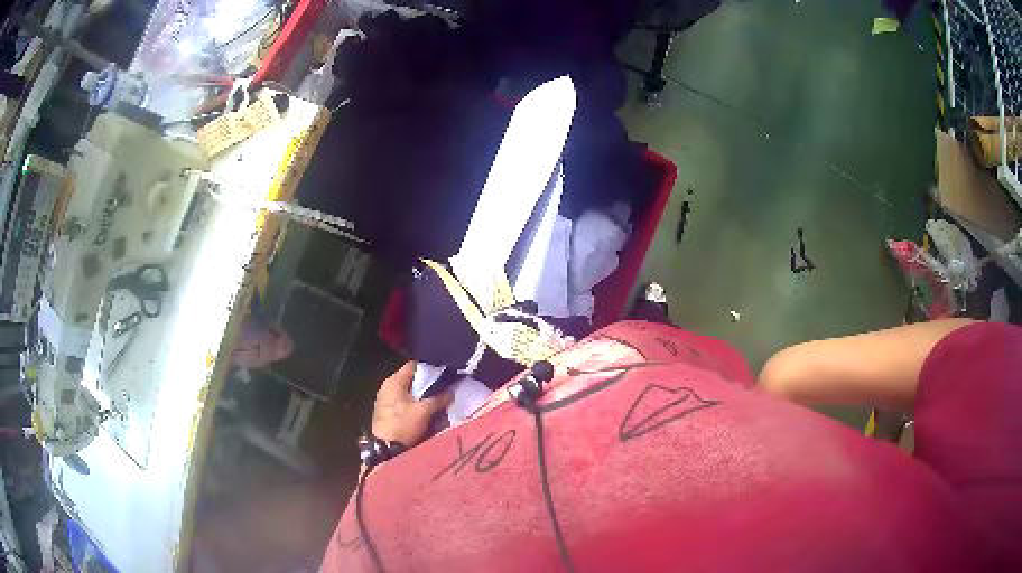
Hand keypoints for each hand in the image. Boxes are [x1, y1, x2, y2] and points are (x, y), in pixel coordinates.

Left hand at [371, 362, 453, 446]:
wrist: (385, 449)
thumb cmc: (403, 425)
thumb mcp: (423, 411)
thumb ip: (438, 399)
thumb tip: (451, 392)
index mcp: (394, 381)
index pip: (413, 365)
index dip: (429, 367)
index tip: (443, 373)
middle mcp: (387, 387)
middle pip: (411, 379)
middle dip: (427, 384)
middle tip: (443, 388)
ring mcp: (385, 399)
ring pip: (407, 392)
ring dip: (420, 395)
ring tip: (436, 400)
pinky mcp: (386, 411)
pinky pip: (403, 402)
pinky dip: (413, 403)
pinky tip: (424, 410)